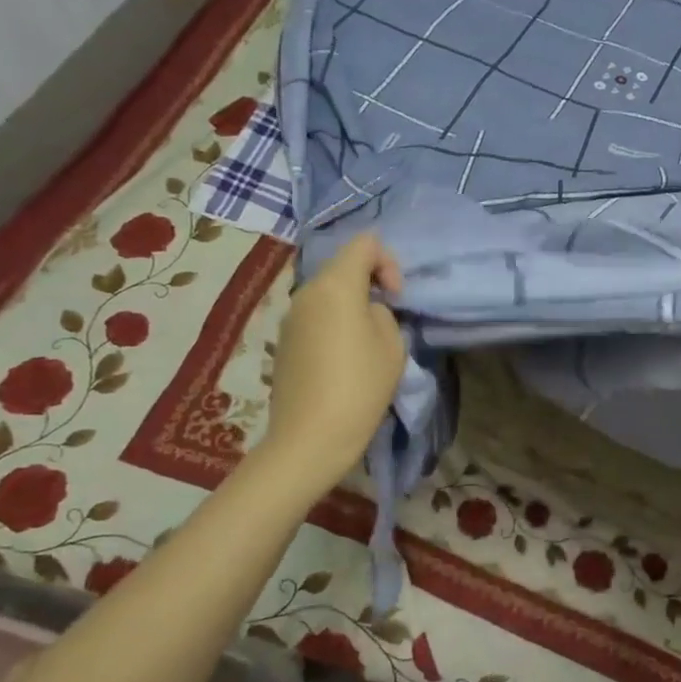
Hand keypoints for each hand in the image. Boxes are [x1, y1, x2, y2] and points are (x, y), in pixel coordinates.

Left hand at [260, 233, 405, 488]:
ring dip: (352, 306)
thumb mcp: (392, 344)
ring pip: (328, 294)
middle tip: (389, 318)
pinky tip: (344, 360)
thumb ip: (383, 313)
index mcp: (335, 285)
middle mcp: (306, 292)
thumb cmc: (360, 386)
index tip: (397, 299)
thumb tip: (366, 311)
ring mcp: (290, 318)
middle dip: (370, 284)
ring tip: (368, 342)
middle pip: (343, 267)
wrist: (310, 437)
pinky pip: (315, 317)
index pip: (365, 244)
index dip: (389, 262)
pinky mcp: (284, 342)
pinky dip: (334, 325)